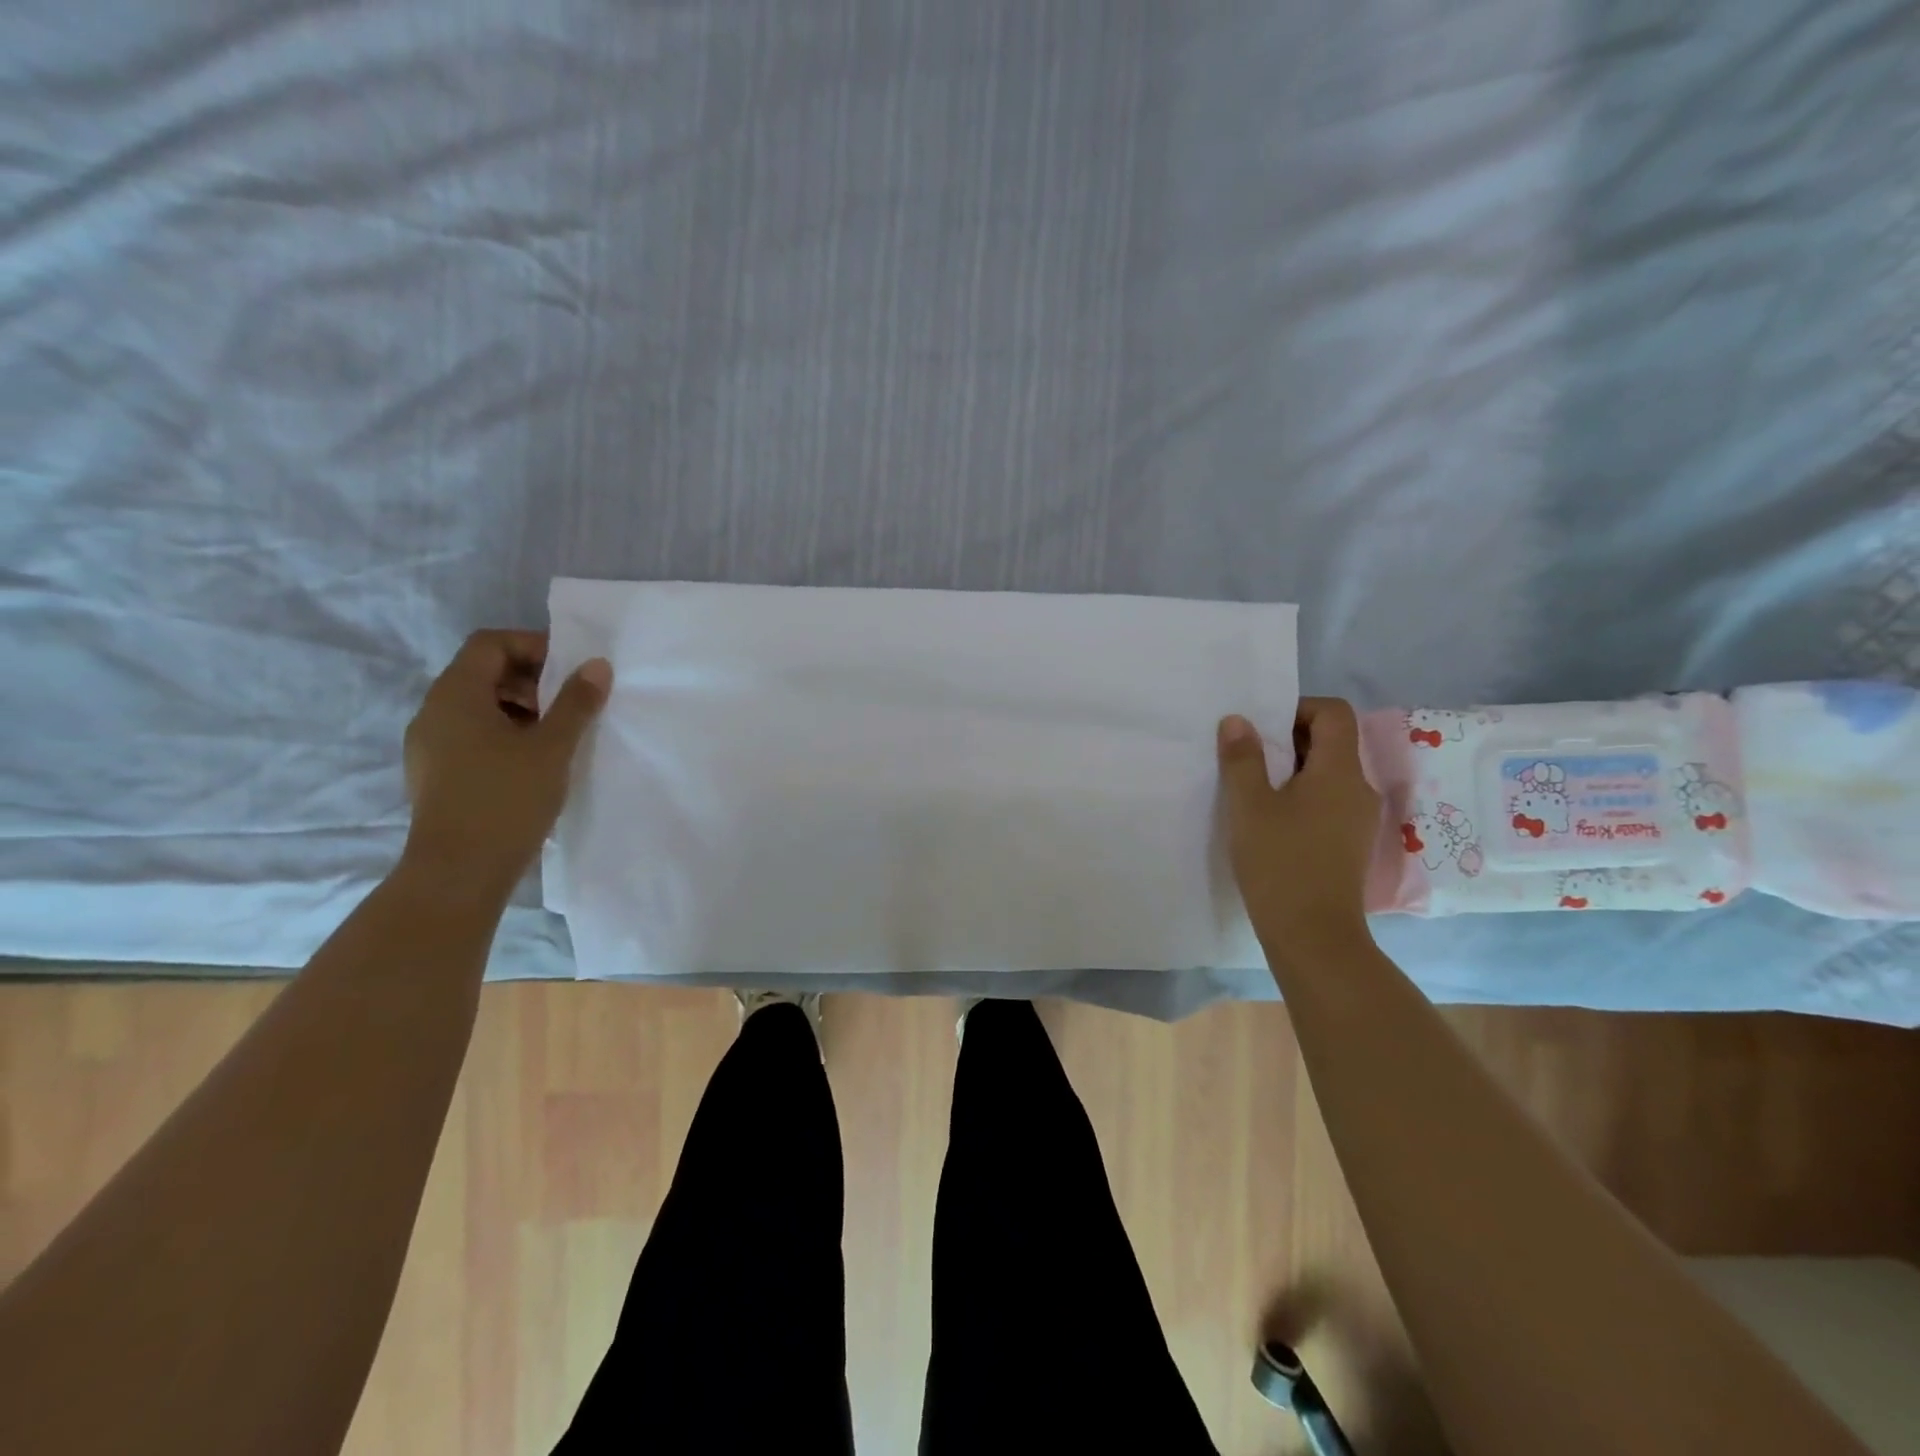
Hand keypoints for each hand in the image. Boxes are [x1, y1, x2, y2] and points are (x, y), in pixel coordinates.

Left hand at [401, 630, 610, 895]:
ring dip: (521, 708)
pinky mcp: (437, 773)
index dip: (533, 646)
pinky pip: (472, 735)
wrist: (459, 872)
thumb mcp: (553, 747)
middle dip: (531, 679)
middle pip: (483, 672)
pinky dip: (506, 734)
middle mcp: (434, 712)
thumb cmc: (507, 799)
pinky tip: (535, 762)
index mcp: (455, 695)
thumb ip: (576, 702)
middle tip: (571, 702)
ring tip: (558, 735)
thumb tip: (597, 665)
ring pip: (479, 706)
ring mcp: (430, 745)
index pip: (489, 643)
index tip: (571, 669)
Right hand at [1217, 698, 1381, 953]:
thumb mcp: (1249, 806)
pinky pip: (1328, 800)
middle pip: (1333, 741)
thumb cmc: (1280, 863)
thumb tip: (1238, 720)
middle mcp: (1359, 788)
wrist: (1313, 936)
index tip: (1261, 728)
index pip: (1334, 713)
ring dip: (1293, 769)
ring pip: (1328, 773)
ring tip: (1253, 788)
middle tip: (1248, 756)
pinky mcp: (1349, 842)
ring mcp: (1358, 818)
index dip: (1298, 708)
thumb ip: (1242, 758)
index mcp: (1340, 771)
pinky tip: (1271, 819)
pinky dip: (1302, 795)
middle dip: (1290, 739)